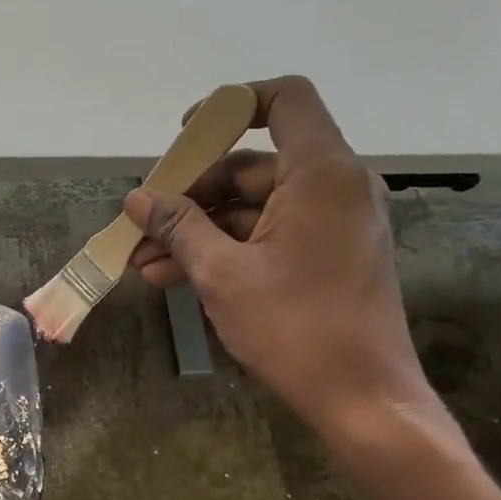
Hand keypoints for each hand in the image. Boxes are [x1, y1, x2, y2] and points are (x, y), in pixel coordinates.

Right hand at [126, 77, 432, 434]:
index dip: (231, 105)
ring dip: (197, 231)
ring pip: (252, 207)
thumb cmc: (295, 328)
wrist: (363, 399)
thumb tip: (137, 199)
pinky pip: (268, 235)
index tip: (184, 136)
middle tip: (143, 224)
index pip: (285, 100)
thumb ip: (178, 227)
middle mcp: (334, 187)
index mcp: (321, 174)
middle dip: (191, 194)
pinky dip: (224, 249)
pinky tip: (174, 277)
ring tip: (143, 261)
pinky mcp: (327, 255)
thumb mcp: (222, 274)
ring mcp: (333, 223)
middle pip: (252, 164)